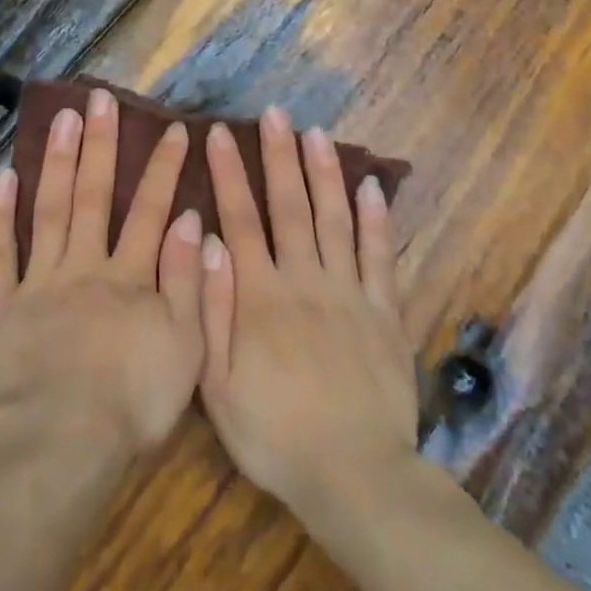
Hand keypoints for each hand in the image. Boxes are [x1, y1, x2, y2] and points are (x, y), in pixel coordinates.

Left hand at [0, 87, 204, 459]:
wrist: (58, 443)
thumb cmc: (131, 403)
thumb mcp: (185, 348)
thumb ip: (186, 281)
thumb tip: (188, 219)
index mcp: (129, 278)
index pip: (150, 210)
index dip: (162, 168)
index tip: (172, 128)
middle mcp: (84, 266)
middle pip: (93, 196)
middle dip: (100, 145)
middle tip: (99, 98)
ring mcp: (38, 282)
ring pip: (49, 210)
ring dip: (56, 161)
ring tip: (61, 117)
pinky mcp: (1, 305)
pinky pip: (0, 253)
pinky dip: (1, 214)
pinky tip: (4, 177)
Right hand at [198, 108, 418, 521]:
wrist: (353, 476)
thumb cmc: (273, 433)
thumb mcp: (217, 382)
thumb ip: (209, 307)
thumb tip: (205, 240)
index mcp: (259, 294)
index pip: (240, 218)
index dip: (228, 173)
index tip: (217, 133)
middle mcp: (304, 279)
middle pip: (290, 206)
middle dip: (278, 156)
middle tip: (274, 114)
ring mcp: (349, 293)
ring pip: (335, 219)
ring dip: (324, 173)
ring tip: (317, 134)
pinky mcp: (385, 312)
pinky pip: (381, 256)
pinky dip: (377, 219)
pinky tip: (371, 186)